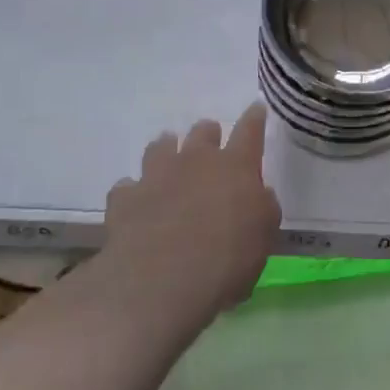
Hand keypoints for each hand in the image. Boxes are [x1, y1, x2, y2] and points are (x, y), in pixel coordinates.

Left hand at [102, 102, 280, 328]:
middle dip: (207, 134)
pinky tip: (136, 203)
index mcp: (235, 167)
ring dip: (167, 150)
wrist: (163, 282)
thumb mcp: (264, 236)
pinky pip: (128, 186)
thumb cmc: (227, 260)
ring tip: (168, 160)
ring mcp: (156, 175)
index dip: (254, 118)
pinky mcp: (125, 197)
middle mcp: (195, 160)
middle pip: (202, 132)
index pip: (249, 131)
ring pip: (160, 146)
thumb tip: (257, 195)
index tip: (256, 108)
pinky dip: (134, 192)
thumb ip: (262, 207)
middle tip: (209, 145)